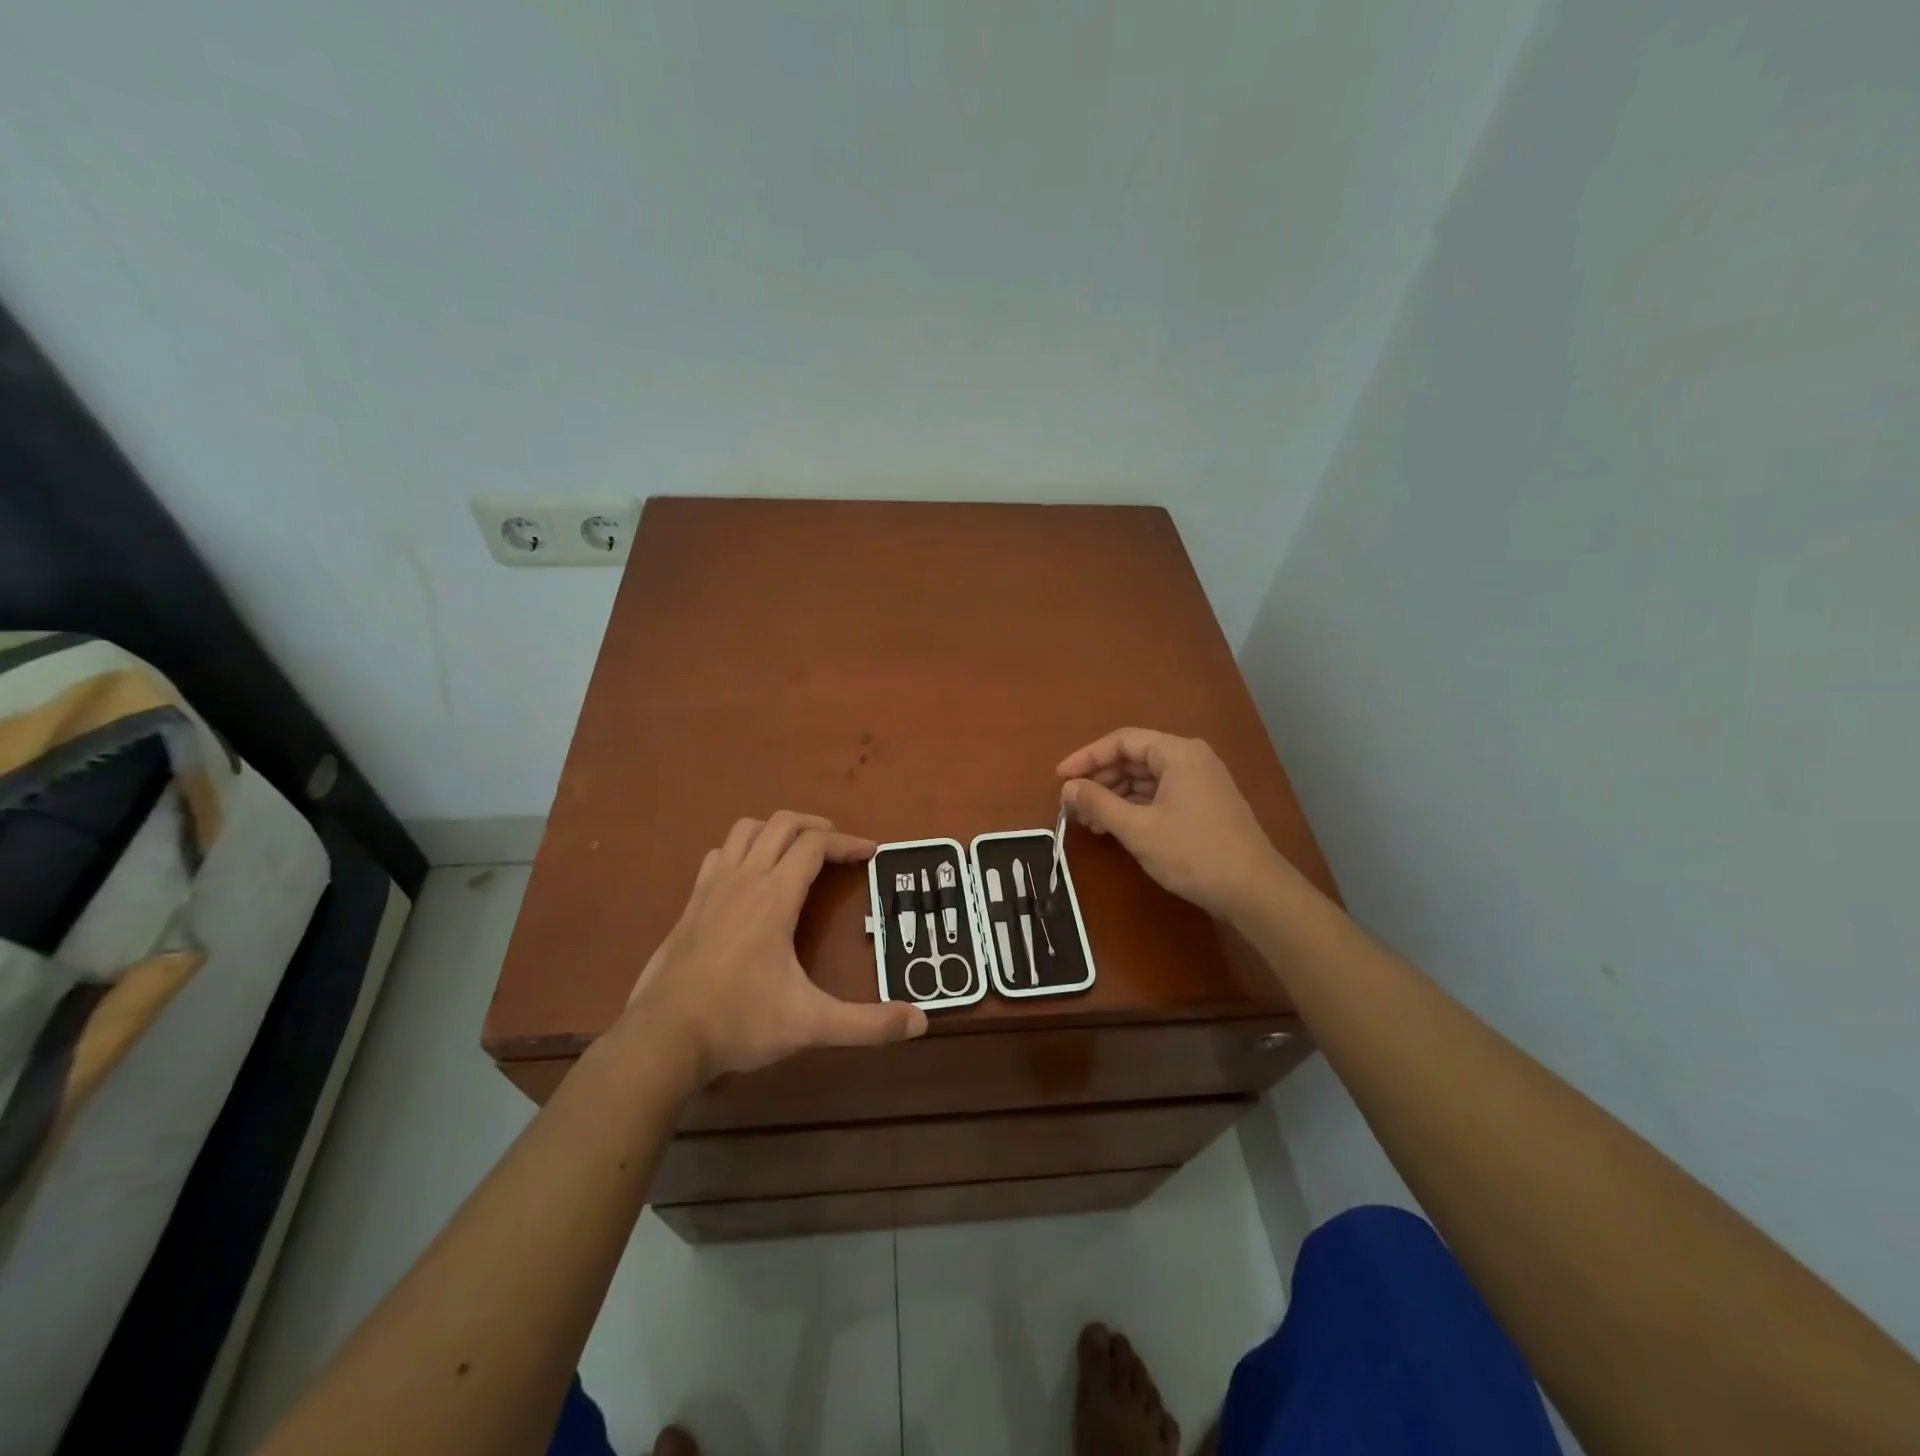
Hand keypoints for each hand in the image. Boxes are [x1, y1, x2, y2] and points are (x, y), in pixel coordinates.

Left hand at [623, 812, 926, 1086]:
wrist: (662, 1038)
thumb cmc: (739, 1022)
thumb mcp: (811, 1024)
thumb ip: (867, 1024)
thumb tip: (920, 1023)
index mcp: (774, 896)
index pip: (815, 845)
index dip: (848, 842)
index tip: (872, 852)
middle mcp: (743, 879)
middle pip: (781, 824)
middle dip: (816, 826)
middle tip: (839, 846)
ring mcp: (711, 888)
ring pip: (745, 830)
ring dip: (776, 830)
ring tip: (797, 851)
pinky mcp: (690, 905)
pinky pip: (719, 855)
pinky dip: (742, 850)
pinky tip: (750, 877)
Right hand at [1057, 727, 1291, 920]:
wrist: (1253, 891)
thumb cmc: (1193, 852)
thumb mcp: (1137, 828)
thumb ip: (1099, 803)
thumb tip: (1068, 787)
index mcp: (1178, 753)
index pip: (1122, 741)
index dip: (1087, 757)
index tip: (1060, 778)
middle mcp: (1191, 759)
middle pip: (1134, 758)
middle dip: (1101, 779)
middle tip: (1073, 805)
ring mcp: (1200, 783)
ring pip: (1146, 779)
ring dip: (1115, 796)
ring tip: (1090, 821)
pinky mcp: (1203, 806)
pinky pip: (1159, 795)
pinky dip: (1134, 807)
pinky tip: (1116, 827)